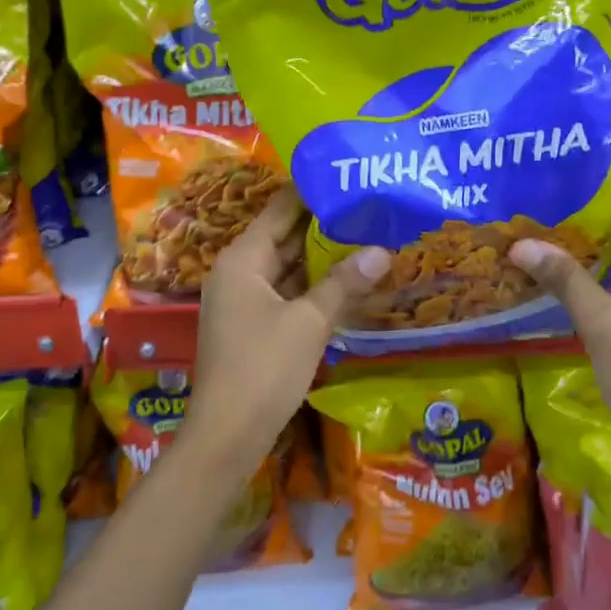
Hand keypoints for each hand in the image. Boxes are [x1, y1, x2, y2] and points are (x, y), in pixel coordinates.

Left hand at [183, 189, 388, 474]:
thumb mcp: (309, 322)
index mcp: (243, 259)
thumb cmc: (264, 368)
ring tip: (367, 237)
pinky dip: (313, 288)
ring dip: (321, 259)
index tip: (349, 176)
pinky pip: (286, 295)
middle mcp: (238, 272)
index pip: (280, 209)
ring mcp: (244, 301)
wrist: (228, 433)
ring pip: (286, 268)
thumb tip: (382, 251)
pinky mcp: (253, 327)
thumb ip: (343, 283)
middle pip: (283, 237)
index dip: (312, 192)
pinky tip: (347, 283)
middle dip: (324, 226)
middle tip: (369, 208)